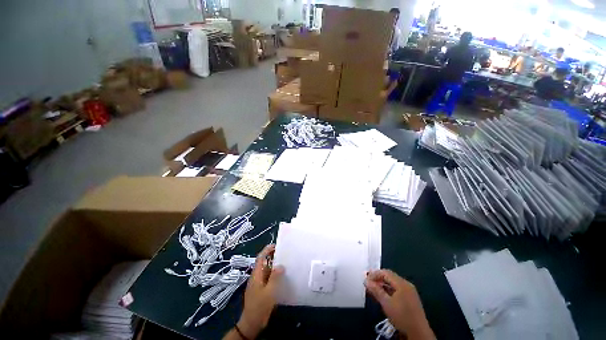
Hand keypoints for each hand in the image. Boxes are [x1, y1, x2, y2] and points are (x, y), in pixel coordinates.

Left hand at [237, 245, 284, 338]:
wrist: (252, 323)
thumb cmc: (259, 306)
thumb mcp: (269, 292)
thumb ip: (275, 277)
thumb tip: (281, 265)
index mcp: (256, 275)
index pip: (260, 258)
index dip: (267, 250)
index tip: (276, 245)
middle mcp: (257, 277)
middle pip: (264, 263)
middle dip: (273, 257)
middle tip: (284, 254)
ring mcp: (259, 283)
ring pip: (267, 271)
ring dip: (275, 266)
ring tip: (286, 263)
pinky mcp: (262, 290)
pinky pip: (269, 278)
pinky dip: (275, 275)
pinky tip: (283, 277)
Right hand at [365, 270, 434, 339]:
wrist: (418, 333)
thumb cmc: (402, 316)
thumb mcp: (386, 303)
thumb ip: (376, 290)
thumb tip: (366, 281)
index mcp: (402, 283)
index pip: (385, 272)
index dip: (374, 274)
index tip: (366, 280)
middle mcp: (406, 284)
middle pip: (389, 277)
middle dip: (378, 279)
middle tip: (368, 284)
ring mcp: (409, 292)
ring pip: (393, 284)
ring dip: (382, 285)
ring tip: (373, 290)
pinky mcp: (410, 299)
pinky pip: (397, 290)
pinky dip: (388, 291)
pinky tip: (382, 296)